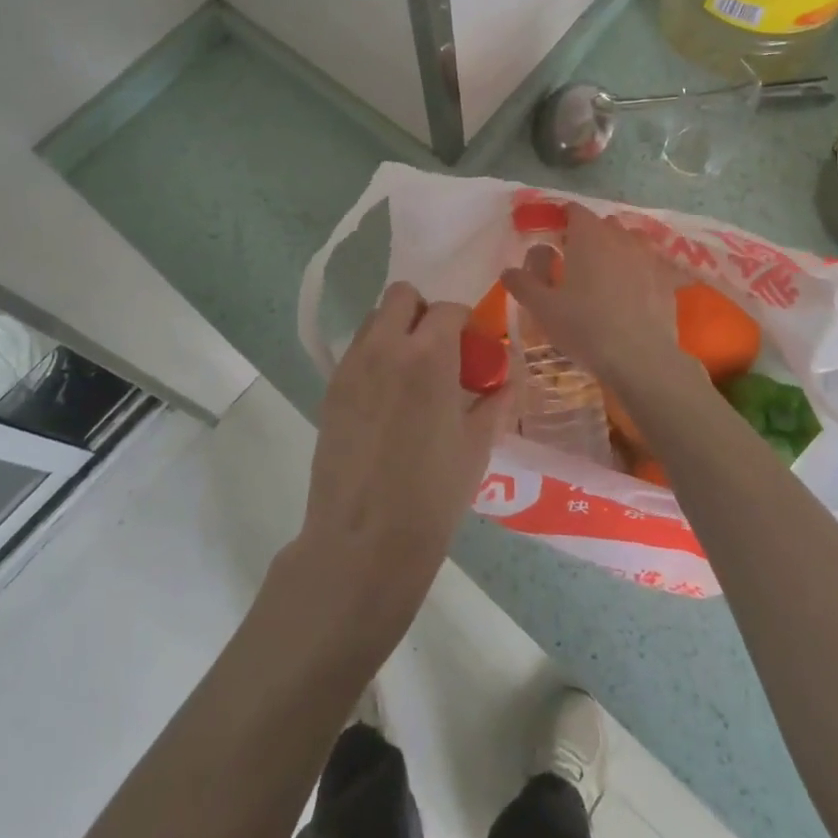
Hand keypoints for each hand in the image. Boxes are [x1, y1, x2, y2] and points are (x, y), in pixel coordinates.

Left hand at [285, 282, 512, 651]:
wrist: (364, 540)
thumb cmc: (432, 495)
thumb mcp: (476, 446)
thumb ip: (495, 401)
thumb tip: (506, 378)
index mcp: (428, 355)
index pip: (448, 309)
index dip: (464, 322)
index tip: (472, 346)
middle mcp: (385, 347)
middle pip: (401, 296)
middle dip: (423, 312)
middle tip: (438, 350)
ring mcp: (352, 366)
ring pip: (374, 320)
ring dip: (396, 331)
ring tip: (411, 375)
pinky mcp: (331, 389)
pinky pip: (357, 352)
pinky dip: (375, 357)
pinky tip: (387, 400)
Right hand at [501, 202, 701, 398]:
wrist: (641, 358)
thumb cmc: (585, 326)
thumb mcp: (543, 308)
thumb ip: (523, 284)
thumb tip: (508, 271)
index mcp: (588, 236)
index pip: (574, 210)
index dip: (561, 219)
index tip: (551, 238)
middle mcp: (620, 237)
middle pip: (603, 224)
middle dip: (588, 235)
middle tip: (573, 262)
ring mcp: (648, 257)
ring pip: (630, 241)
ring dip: (617, 249)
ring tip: (605, 275)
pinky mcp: (667, 279)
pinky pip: (651, 265)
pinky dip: (640, 271)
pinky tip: (634, 291)